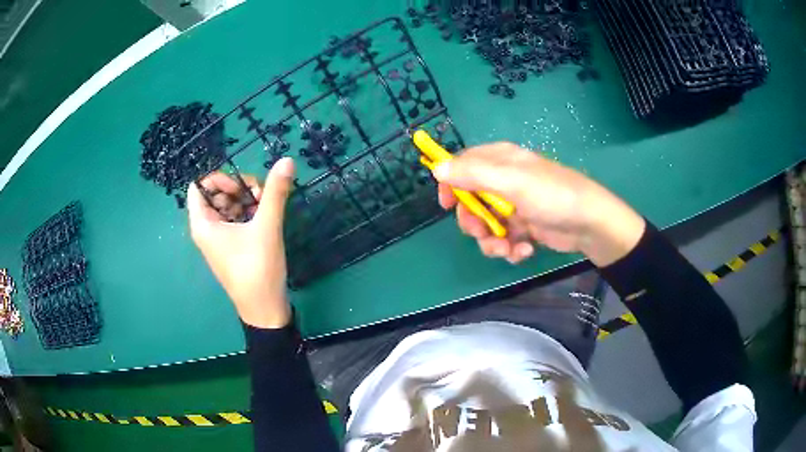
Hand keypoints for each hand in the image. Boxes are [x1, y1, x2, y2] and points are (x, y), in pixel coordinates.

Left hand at [187, 158, 294, 328]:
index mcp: (203, 224)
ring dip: (246, 199)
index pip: (198, 186)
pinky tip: (266, 215)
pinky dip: (249, 212)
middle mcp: (207, 229)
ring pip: (227, 206)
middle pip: (215, 193)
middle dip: (238, 187)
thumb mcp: (266, 227)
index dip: (218, 178)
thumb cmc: (257, 269)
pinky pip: (235, 219)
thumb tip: (287, 160)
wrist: (264, 309)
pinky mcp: (231, 246)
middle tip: (260, 193)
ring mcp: (219, 238)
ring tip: (267, 204)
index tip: (241, 184)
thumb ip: (275, 192)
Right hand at [433, 143, 644, 266]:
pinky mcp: (523, 227)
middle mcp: (504, 181)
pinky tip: (525, 250)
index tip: (446, 204)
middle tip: (483, 233)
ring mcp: (513, 206)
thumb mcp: (511, 182)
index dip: (451, 183)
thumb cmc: (551, 196)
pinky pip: (503, 239)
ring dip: (492, 242)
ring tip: (508, 249)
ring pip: (485, 225)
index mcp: (500, 160)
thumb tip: (437, 168)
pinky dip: (510, 248)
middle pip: (470, 201)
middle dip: (474, 222)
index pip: (463, 165)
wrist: (589, 224)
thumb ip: (473, 175)